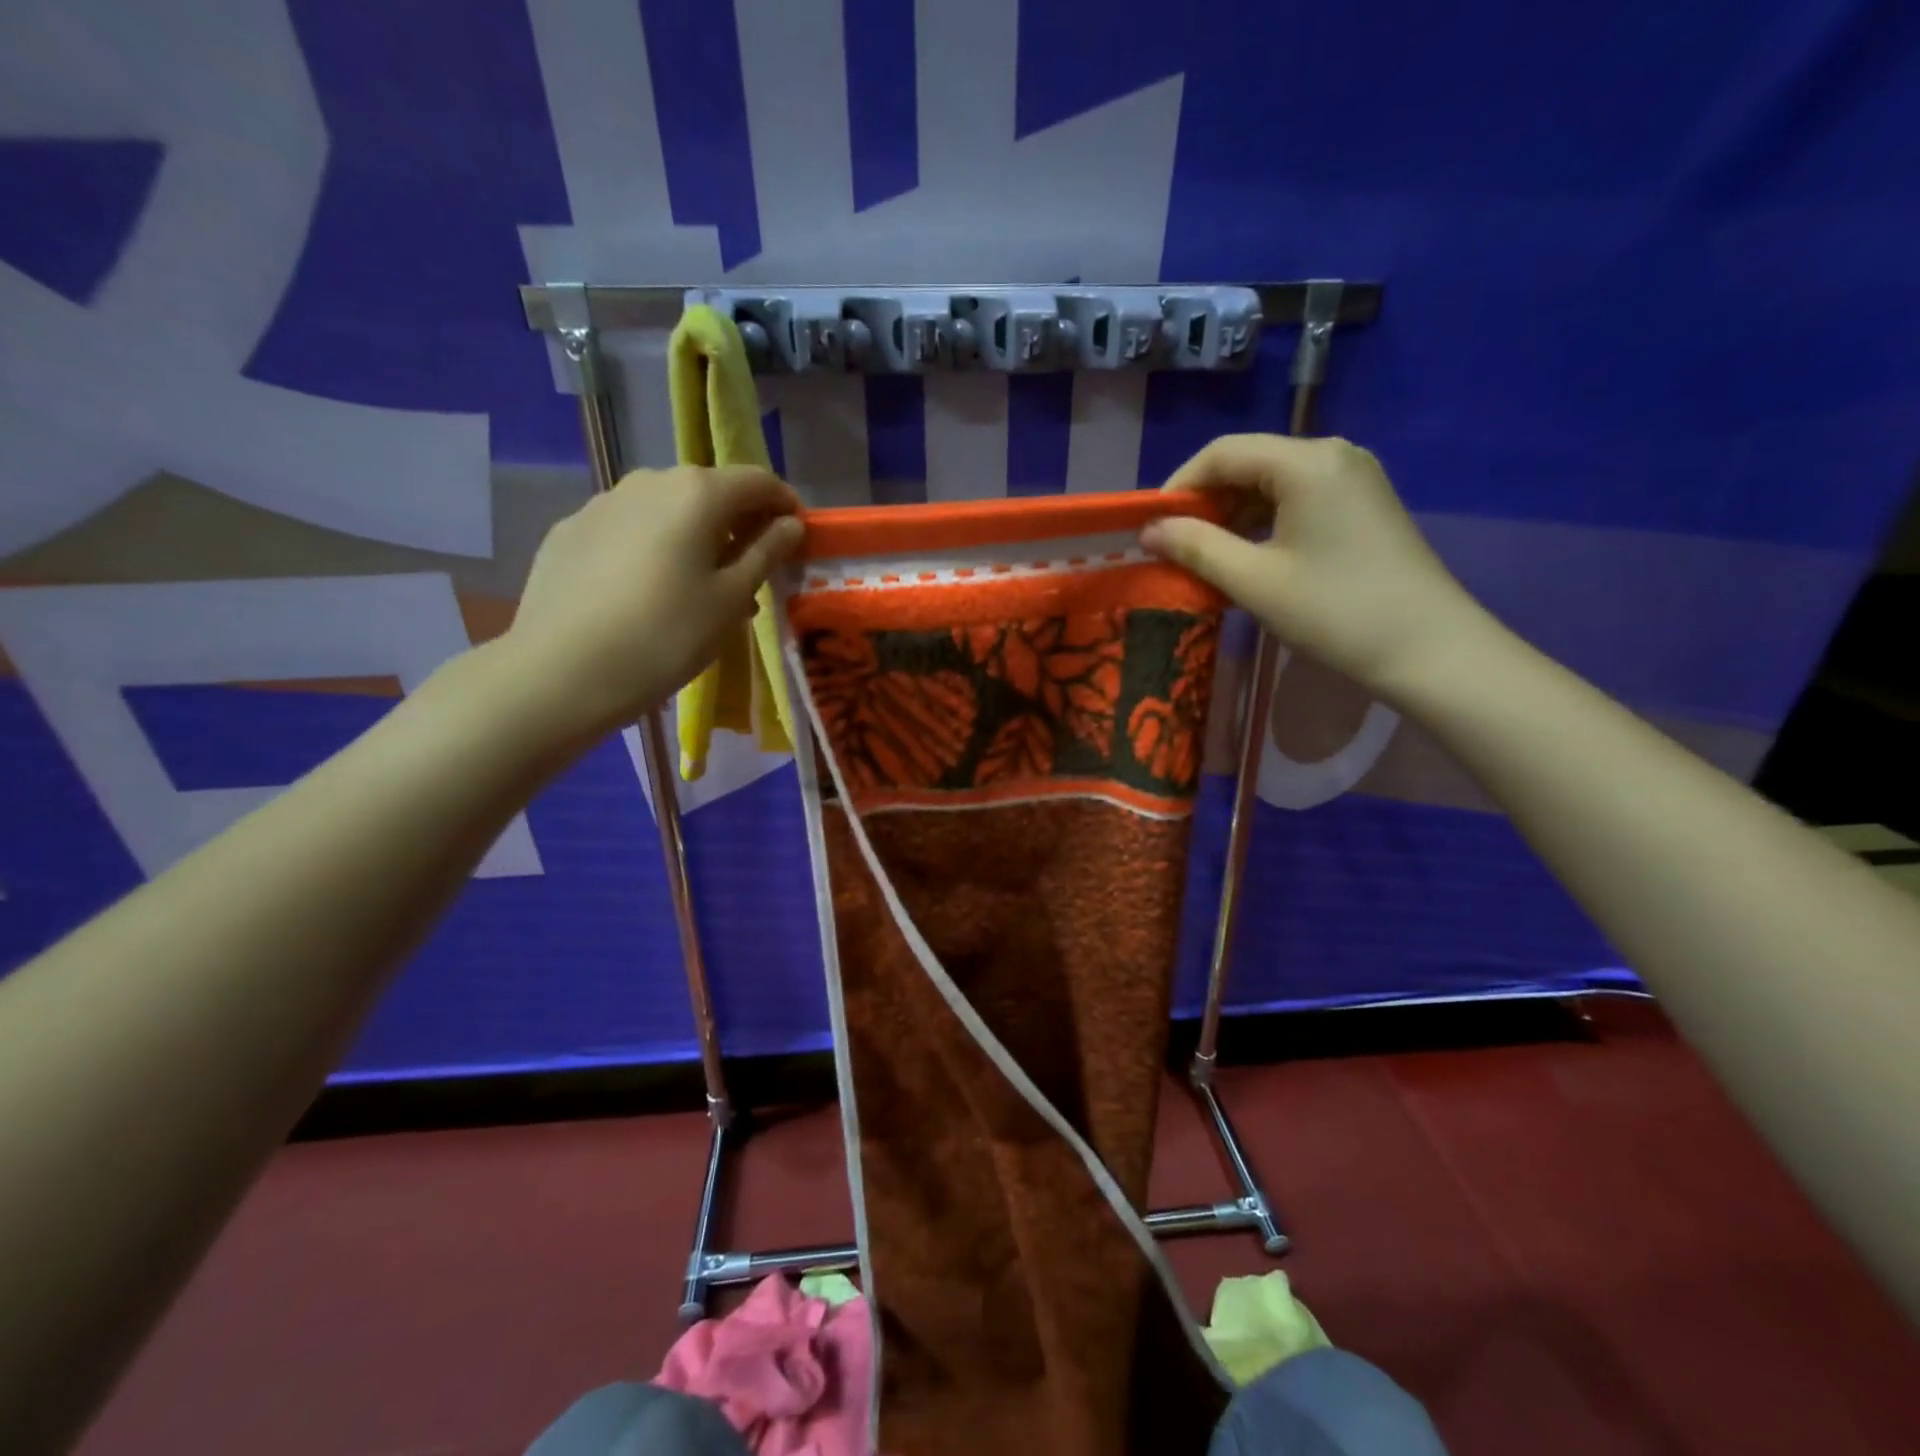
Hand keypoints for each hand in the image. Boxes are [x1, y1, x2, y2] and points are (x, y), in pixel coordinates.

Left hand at [501, 465, 802, 740]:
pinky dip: (653, 549)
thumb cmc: (666, 635)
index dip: (784, 505)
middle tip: (750, 574)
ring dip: (695, 539)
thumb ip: (766, 553)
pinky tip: (647, 593)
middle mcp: (649, 481)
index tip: (796, 538)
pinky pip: (629, 530)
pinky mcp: (570, 530)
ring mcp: (603, 503)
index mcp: (698, 493)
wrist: (562, 670)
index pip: (758, 481)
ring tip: (699, 590)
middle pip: (710, 492)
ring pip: (666, 511)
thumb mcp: (731, 599)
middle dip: (738, 526)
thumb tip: (789, 524)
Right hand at [1141, 434, 1485, 699]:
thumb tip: (1148, 531)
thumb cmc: (1334, 611)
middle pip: (1248, 463)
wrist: (1428, 649)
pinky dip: (1263, 523)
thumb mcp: (1253, 581)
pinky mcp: (1362, 504)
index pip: (1222, 453)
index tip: (1150, 528)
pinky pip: (1297, 499)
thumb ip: (1195, 547)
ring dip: (1231, 516)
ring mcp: (1353, 478)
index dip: (1178, 486)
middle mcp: (1332, 454)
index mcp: (1306, 462)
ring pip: (1271, 483)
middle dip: (1204, 502)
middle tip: (1174, 548)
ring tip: (1205, 558)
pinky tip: (1247, 557)